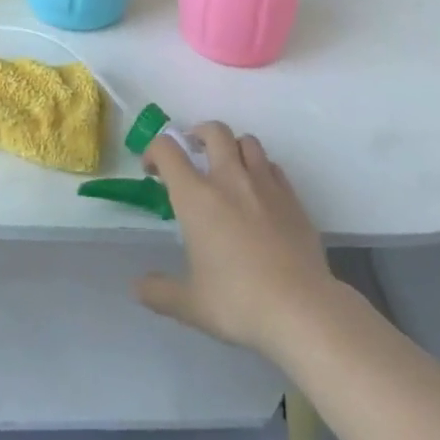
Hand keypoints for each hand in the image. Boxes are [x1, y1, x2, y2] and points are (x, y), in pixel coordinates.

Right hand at [133, 121, 335, 359]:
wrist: (301, 308)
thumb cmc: (238, 302)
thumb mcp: (191, 304)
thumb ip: (159, 292)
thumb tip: (138, 287)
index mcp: (197, 197)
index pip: (168, 150)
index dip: (154, 150)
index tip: (152, 169)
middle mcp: (230, 179)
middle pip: (214, 131)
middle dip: (198, 134)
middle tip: (193, 153)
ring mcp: (265, 184)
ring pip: (248, 141)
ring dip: (233, 147)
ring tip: (228, 168)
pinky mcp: (292, 197)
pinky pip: (273, 167)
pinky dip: (261, 169)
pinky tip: (259, 193)